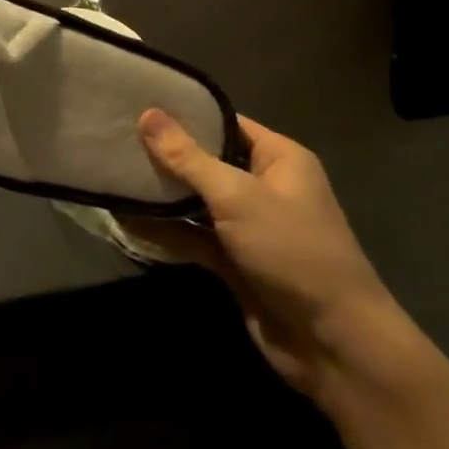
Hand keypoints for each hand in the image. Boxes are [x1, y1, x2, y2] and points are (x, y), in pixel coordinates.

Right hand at [127, 111, 393, 398]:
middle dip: (167, 154)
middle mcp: (264, 186)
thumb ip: (189, 158)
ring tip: (113, 174)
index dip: (187, 113)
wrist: (335, 345)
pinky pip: (195, 238)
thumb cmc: (292, 251)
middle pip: (208, 161)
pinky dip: (167, 232)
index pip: (226, 123)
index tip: (140, 103)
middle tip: (116, 137)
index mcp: (279, 158)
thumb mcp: (237, 196)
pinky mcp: (235, 263)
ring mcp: (249, 227)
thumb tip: (147, 114)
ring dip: (163, 195)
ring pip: (197, 202)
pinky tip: (128, 222)